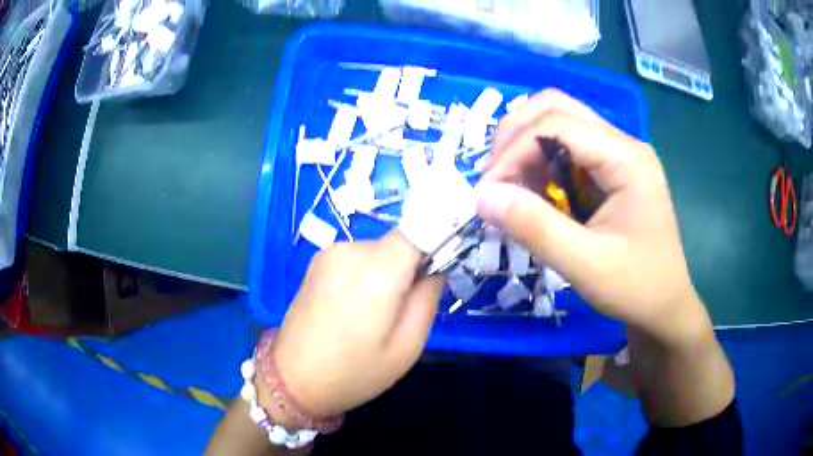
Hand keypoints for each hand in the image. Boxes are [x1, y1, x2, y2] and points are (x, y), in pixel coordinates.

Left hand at [270, 232, 442, 417]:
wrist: (293, 379)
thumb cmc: (356, 371)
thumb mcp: (407, 346)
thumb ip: (428, 299)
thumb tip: (435, 268)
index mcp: (378, 269)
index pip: (420, 228)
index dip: (436, 240)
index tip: (442, 266)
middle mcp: (351, 250)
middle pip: (398, 244)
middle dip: (409, 267)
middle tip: (405, 308)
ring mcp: (329, 253)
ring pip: (377, 252)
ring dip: (386, 273)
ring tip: (374, 314)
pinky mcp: (315, 262)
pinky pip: (355, 259)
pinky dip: (364, 275)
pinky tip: (352, 308)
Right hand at [475, 90, 709, 341]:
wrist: (664, 306)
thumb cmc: (635, 287)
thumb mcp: (584, 265)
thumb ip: (534, 227)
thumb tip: (481, 196)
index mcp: (626, 157)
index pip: (557, 124)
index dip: (514, 149)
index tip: (487, 191)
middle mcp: (622, 143)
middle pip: (556, 108)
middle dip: (515, 136)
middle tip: (495, 179)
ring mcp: (618, 154)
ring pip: (558, 122)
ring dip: (525, 147)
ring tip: (512, 188)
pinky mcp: (611, 170)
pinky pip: (566, 148)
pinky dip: (540, 163)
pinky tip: (535, 194)